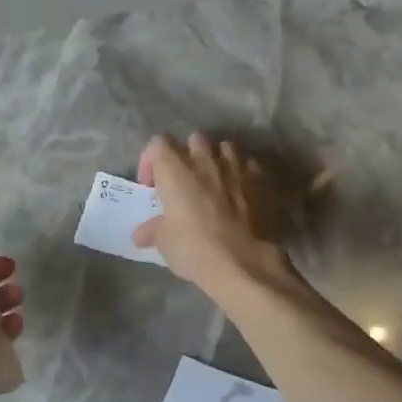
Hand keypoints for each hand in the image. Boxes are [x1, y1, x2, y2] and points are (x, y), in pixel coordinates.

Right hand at [132, 134, 288, 296]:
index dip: (151, 160)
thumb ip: (152, 230)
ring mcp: (236, 167)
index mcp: (174, 170)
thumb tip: (141, 234)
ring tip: (214, 181)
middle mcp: (204, 161)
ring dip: (217, 159)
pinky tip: (240, 192)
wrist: (242, 262)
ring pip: (225, 147)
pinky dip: (242, 173)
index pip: (158, 143)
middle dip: (187, 154)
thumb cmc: (193, 248)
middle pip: (194, 139)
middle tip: (184, 180)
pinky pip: (249, 164)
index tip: (151, 185)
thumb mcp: (164, 242)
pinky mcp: (260, 181)